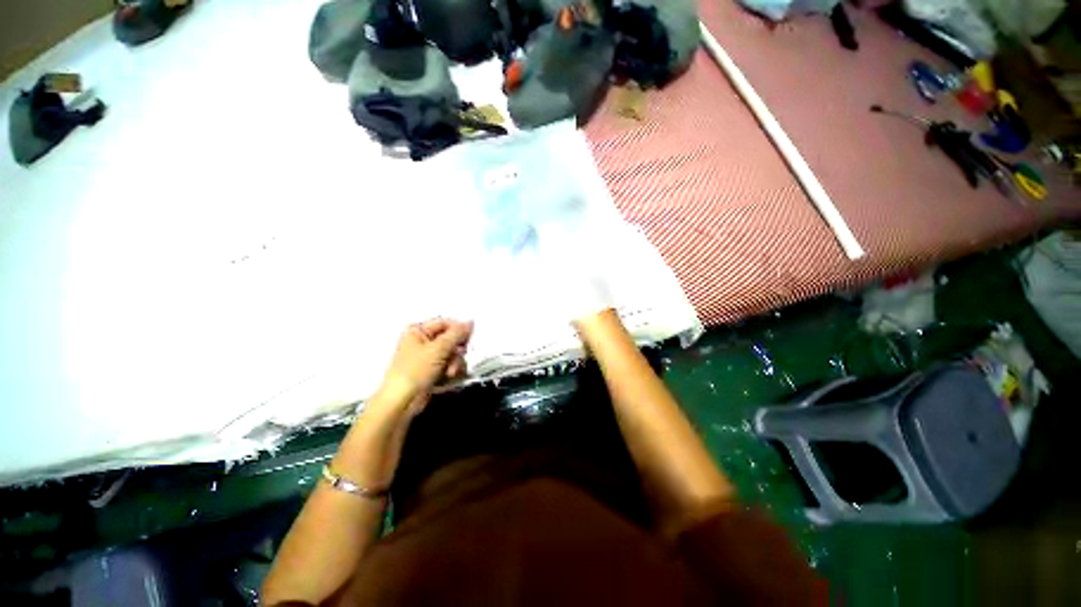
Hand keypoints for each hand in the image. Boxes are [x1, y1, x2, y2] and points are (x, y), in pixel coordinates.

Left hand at [376, 319, 473, 414]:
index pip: (445, 323)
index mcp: (418, 331)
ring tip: (450, 372)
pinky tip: (448, 377)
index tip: (469, 338)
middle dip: (456, 350)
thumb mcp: (438, 349)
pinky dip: (451, 370)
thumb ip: (456, 334)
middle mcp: (422, 341)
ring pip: (452, 353)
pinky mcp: (432, 370)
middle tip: (460, 355)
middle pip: (450, 339)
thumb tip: (471, 322)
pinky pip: (449, 364)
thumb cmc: (415, 370)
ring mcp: (427, 357)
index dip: (458, 330)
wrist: (401, 402)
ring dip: (455, 362)